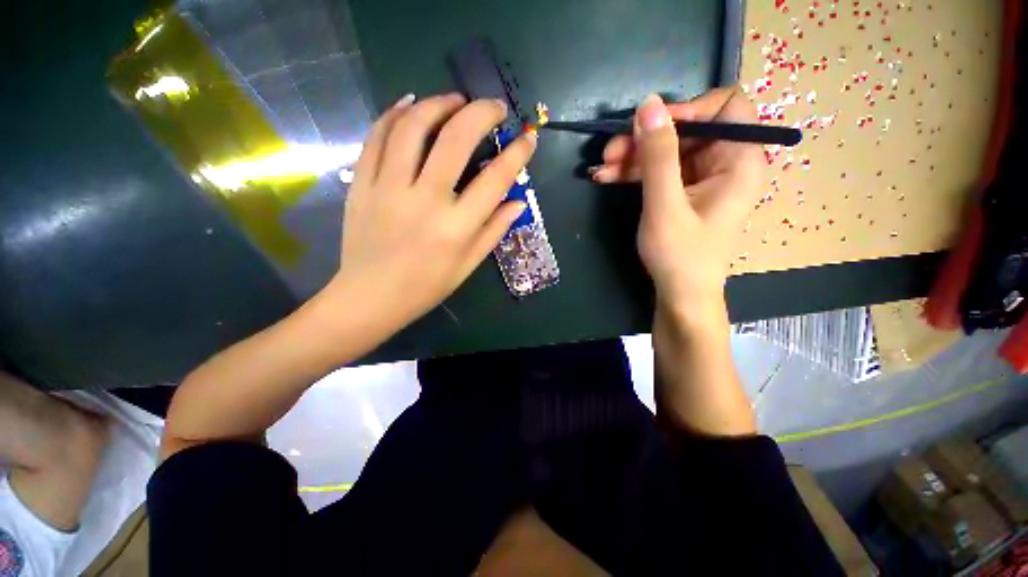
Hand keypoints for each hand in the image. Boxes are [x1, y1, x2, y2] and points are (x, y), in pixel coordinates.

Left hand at [326, 93, 536, 334]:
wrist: (371, 296)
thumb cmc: (426, 286)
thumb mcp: (468, 264)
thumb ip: (494, 230)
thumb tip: (518, 202)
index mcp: (456, 228)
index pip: (495, 179)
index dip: (517, 154)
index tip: (528, 138)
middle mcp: (425, 201)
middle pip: (456, 140)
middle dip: (481, 113)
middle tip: (493, 107)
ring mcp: (388, 188)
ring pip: (413, 128)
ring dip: (438, 104)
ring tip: (454, 101)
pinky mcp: (362, 183)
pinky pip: (376, 137)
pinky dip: (394, 114)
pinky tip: (409, 105)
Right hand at [592, 89, 762, 318]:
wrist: (680, 294)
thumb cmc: (680, 256)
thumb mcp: (665, 206)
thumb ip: (658, 156)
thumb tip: (648, 104)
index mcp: (739, 161)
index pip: (727, 107)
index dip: (688, 108)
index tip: (650, 126)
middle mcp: (725, 162)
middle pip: (687, 130)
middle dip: (645, 139)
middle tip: (609, 151)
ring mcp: (702, 177)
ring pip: (667, 150)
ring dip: (632, 157)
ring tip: (601, 169)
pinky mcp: (683, 191)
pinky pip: (659, 170)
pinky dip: (634, 172)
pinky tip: (607, 177)